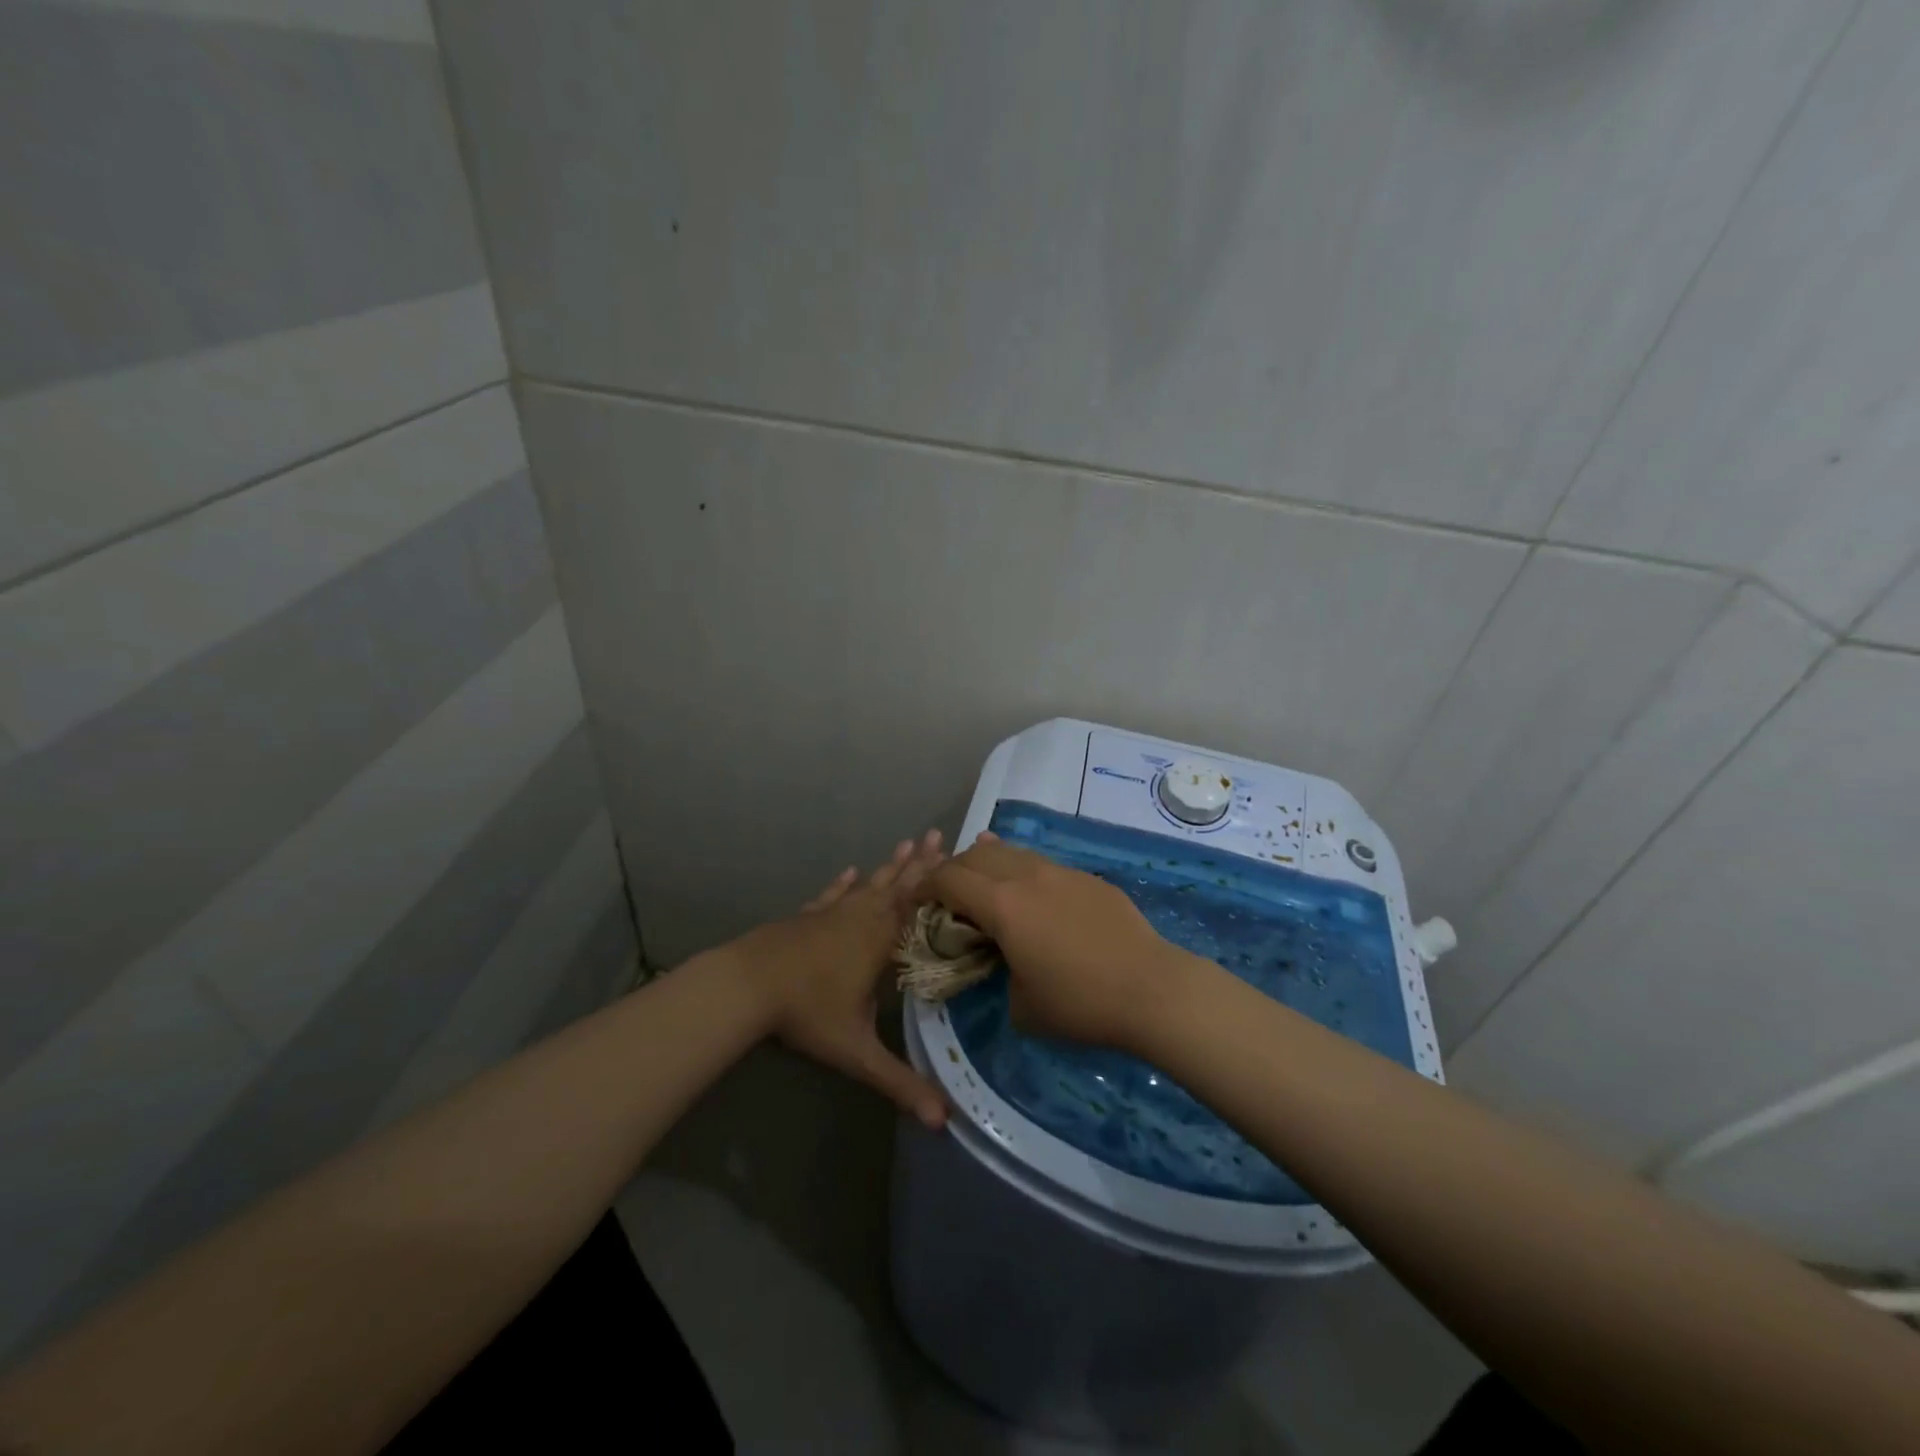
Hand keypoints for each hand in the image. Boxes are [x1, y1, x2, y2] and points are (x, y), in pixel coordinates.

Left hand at [725, 832, 949, 1128]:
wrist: (747, 984)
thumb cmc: (807, 1012)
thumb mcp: (857, 1052)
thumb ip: (900, 1083)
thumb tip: (943, 1122)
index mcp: (881, 941)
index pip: (921, 909)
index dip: (943, 887)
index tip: (963, 862)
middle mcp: (862, 918)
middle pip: (899, 886)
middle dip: (923, 863)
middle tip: (941, 834)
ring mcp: (833, 913)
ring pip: (870, 884)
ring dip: (892, 865)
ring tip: (909, 841)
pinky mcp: (809, 915)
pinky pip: (834, 893)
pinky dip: (844, 882)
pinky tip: (850, 870)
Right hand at [921, 835, 1199, 1051]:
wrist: (1152, 989)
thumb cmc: (1080, 1004)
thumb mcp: (1021, 1006)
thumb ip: (998, 974)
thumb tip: (1003, 962)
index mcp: (1002, 904)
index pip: (948, 879)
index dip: (924, 887)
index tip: (914, 901)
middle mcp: (1027, 876)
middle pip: (976, 856)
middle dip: (952, 870)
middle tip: (944, 894)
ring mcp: (1061, 872)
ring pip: (1011, 852)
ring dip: (987, 863)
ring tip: (978, 878)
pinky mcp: (1088, 879)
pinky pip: (1042, 865)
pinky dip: (1021, 870)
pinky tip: (1027, 886)